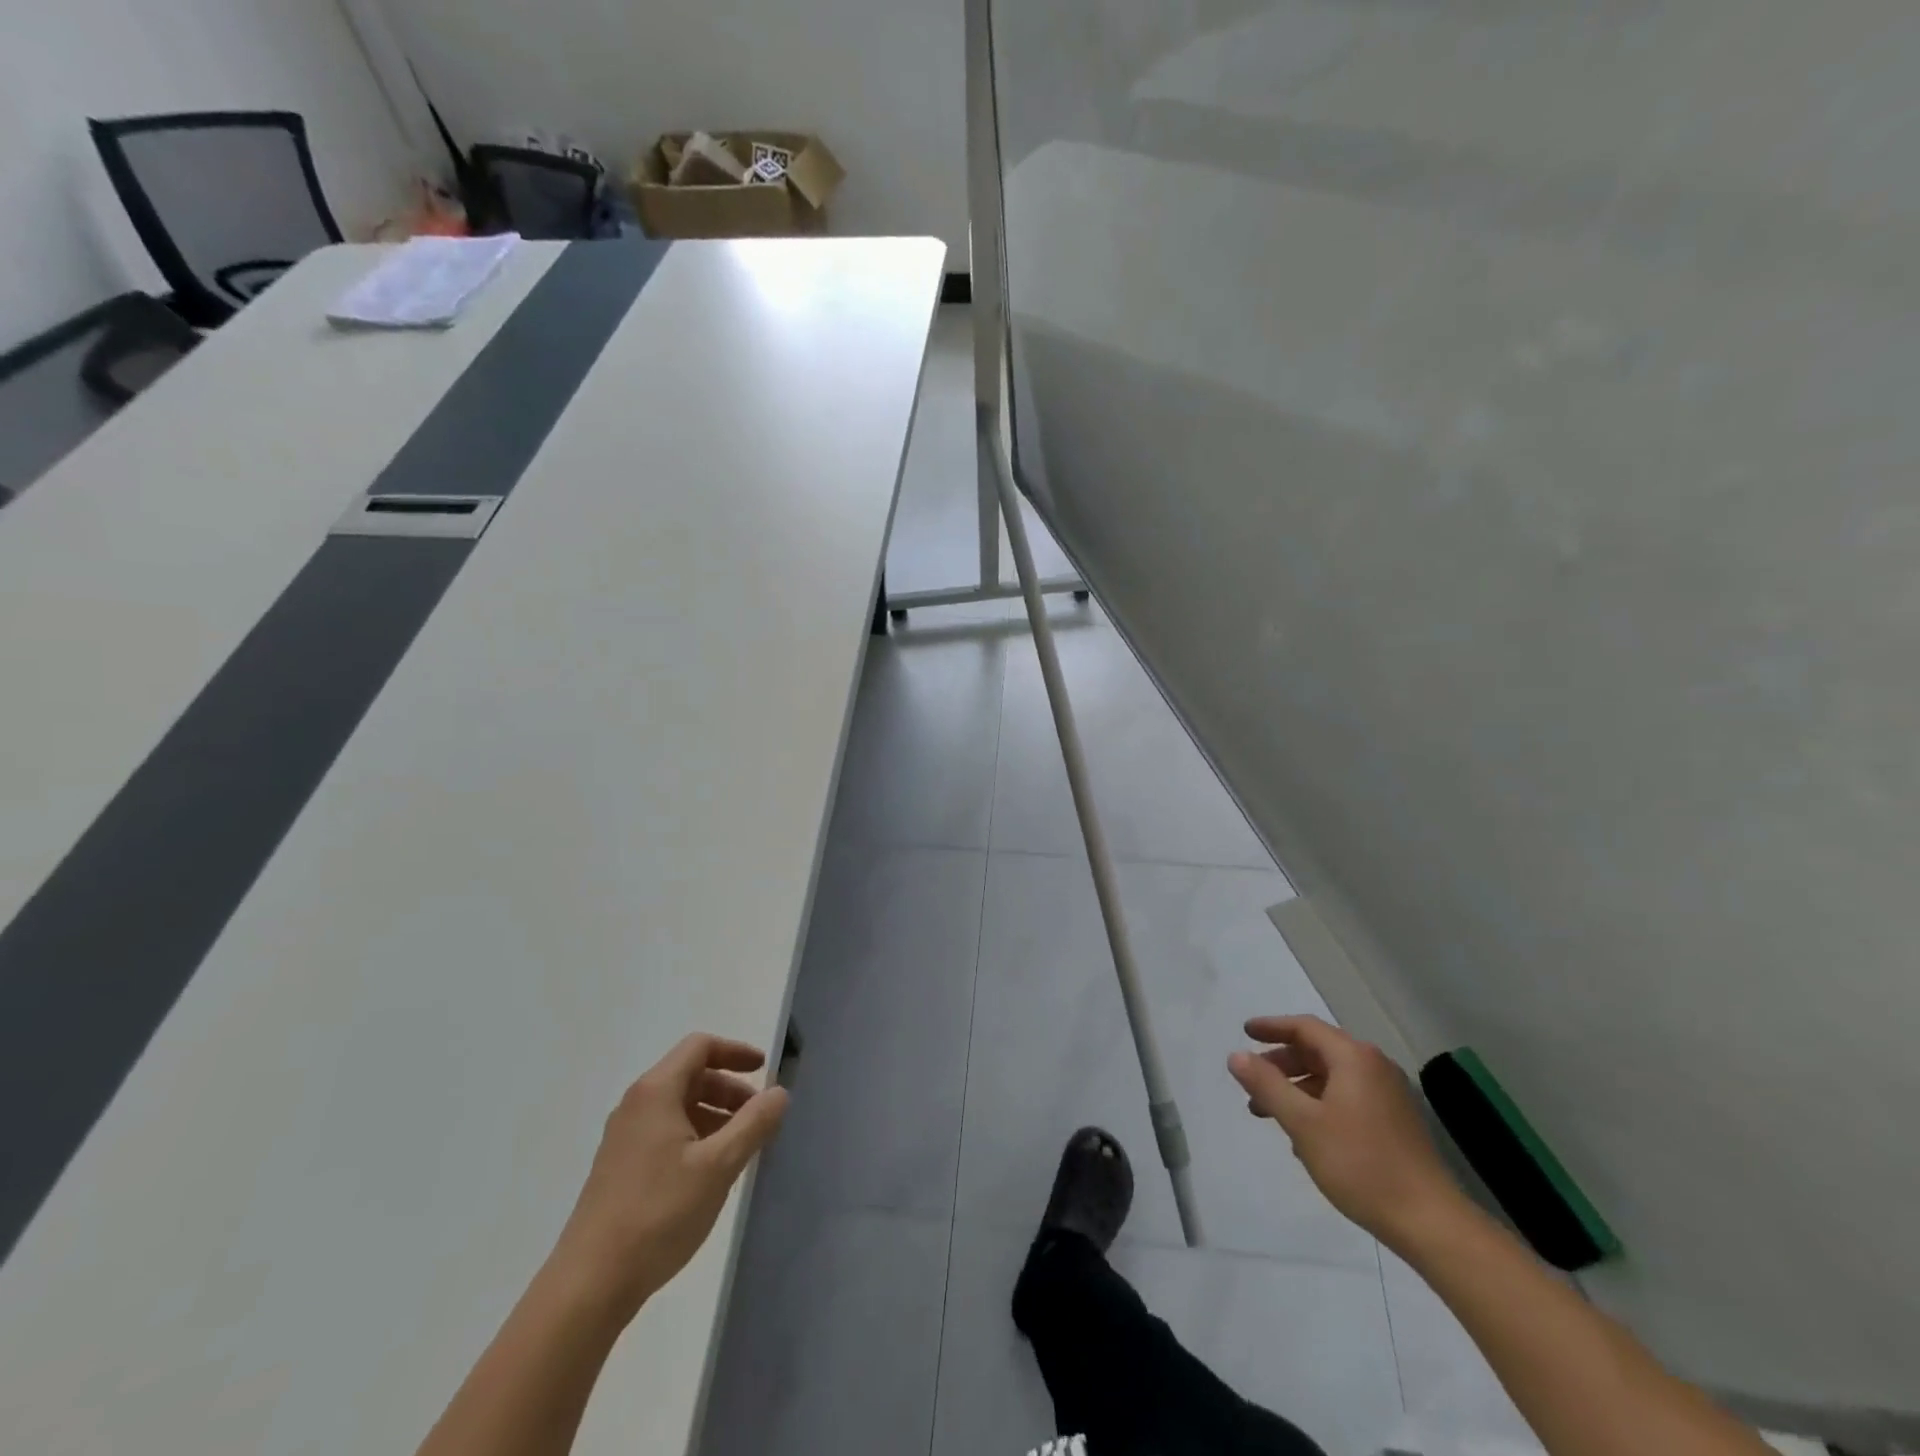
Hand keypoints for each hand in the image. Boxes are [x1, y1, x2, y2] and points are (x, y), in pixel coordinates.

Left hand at [548, 1034, 788, 1321]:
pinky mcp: (619, 1168)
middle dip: (728, 1088)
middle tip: (758, 1116)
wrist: (588, 1286)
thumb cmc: (659, 1214)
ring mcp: (623, 1138)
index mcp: (656, 1092)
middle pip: (690, 1075)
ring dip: (714, 1114)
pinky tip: (709, 1173)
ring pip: (677, 1106)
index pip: (700, 1047)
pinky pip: (664, 1132)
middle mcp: (636, 1106)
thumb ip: (754, 1124)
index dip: (735, 1051)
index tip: (764, 1069)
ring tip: (740, 1147)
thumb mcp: (719, 1166)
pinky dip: (694, 1135)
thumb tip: (779, 1093)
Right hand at [1228, 1014, 1464, 1250]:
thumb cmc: (1360, 1164)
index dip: (1271, 1027)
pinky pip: (1347, 1098)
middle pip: (1318, 1051)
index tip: (1245, 1032)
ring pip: (1331, 1077)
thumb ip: (1266, 1085)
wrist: (1431, 1223)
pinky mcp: (1395, 1122)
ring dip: (1298, 1089)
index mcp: (1354, 1058)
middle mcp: (1374, 1067)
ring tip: (1271, 1114)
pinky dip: (1319, 1105)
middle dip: (1281, 1064)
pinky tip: (1305, 1137)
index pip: (1304, 1027)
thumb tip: (1236, 1056)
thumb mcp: (1302, 1123)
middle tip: (1253, 1083)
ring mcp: (1389, 1095)